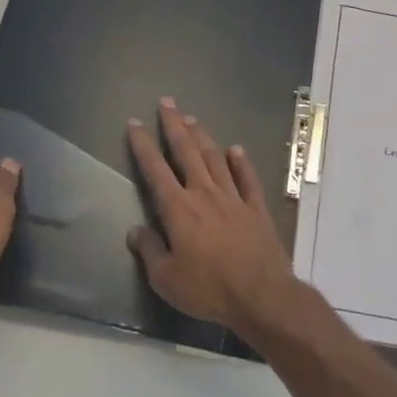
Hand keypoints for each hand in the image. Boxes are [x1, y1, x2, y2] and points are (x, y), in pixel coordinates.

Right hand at [126, 97, 300, 331]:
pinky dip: (241, 162)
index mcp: (179, 209)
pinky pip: (248, 178)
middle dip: (175, 125)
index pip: (155, 170)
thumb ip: (149, 251)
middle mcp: (205, 194)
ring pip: (215, 158)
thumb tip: (136, 230)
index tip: (135, 123)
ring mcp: (234, 198)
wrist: (261, 294)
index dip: (142, 145)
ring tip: (193, 119)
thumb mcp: (166, 279)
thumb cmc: (208, 289)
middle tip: (168, 102)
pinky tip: (236, 150)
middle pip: (187, 152)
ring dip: (203, 137)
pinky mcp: (256, 208)